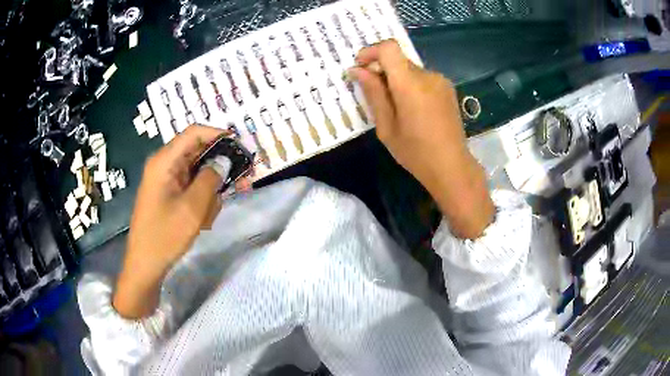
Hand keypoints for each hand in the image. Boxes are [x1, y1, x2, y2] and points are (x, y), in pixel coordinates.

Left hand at [114, 125, 227, 318]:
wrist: (145, 264)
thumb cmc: (164, 236)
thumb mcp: (192, 208)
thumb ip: (210, 179)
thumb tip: (224, 160)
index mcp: (164, 161)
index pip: (194, 133)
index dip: (218, 134)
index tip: (240, 146)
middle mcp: (164, 165)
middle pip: (198, 153)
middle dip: (218, 168)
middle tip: (240, 183)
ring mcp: (166, 180)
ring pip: (197, 173)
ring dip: (210, 191)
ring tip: (209, 216)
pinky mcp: (168, 193)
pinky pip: (191, 187)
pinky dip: (201, 200)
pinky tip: (202, 221)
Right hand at [349, 40, 493, 238]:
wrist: (452, 166)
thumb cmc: (415, 152)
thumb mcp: (386, 126)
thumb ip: (373, 93)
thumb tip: (357, 70)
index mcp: (410, 84)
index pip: (389, 48)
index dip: (371, 52)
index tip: (360, 67)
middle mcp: (428, 75)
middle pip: (398, 60)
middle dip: (382, 71)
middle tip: (373, 94)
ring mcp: (441, 81)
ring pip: (410, 70)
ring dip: (397, 80)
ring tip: (395, 107)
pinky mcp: (447, 88)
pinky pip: (422, 78)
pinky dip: (411, 85)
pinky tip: (412, 109)